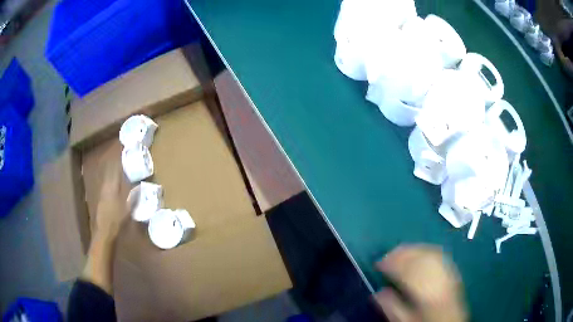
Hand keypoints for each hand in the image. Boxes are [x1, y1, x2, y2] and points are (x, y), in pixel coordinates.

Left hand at [95, 165, 135, 236]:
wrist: (104, 232)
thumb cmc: (117, 220)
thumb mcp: (128, 209)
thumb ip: (133, 197)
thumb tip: (140, 186)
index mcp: (112, 188)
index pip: (115, 171)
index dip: (119, 163)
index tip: (124, 157)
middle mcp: (106, 188)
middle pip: (110, 174)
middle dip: (115, 168)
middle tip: (123, 164)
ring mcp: (102, 194)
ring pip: (108, 181)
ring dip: (113, 176)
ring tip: (119, 174)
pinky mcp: (101, 201)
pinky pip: (106, 188)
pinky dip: (111, 185)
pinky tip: (114, 188)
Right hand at [374, 245, 466, 321]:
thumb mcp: (407, 321)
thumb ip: (392, 308)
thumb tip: (378, 291)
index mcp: (428, 293)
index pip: (409, 271)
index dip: (392, 264)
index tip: (378, 263)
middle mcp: (440, 278)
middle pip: (422, 257)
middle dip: (402, 253)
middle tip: (387, 255)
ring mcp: (449, 273)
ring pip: (431, 252)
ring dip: (414, 249)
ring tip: (400, 251)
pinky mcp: (453, 271)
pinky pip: (439, 254)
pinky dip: (426, 250)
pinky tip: (419, 252)